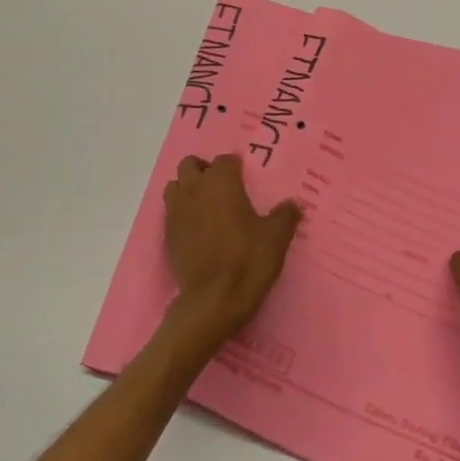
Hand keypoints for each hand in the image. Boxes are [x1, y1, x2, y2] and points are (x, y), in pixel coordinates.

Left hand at [160, 154, 301, 354]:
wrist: (213, 300)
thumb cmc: (247, 261)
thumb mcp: (277, 238)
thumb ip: (285, 215)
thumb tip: (291, 205)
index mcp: (221, 183)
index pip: (224, 160)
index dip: (235, 167)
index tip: (245, 178)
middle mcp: (194, 190)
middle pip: (191, 165)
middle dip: (205, 170)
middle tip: (223, 188)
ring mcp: (176, 212)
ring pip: (175, 186)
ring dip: (188, 189)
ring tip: (207, 206)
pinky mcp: (167, 235)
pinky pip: (172, 212)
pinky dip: (183, 213)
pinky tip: (198, 229)